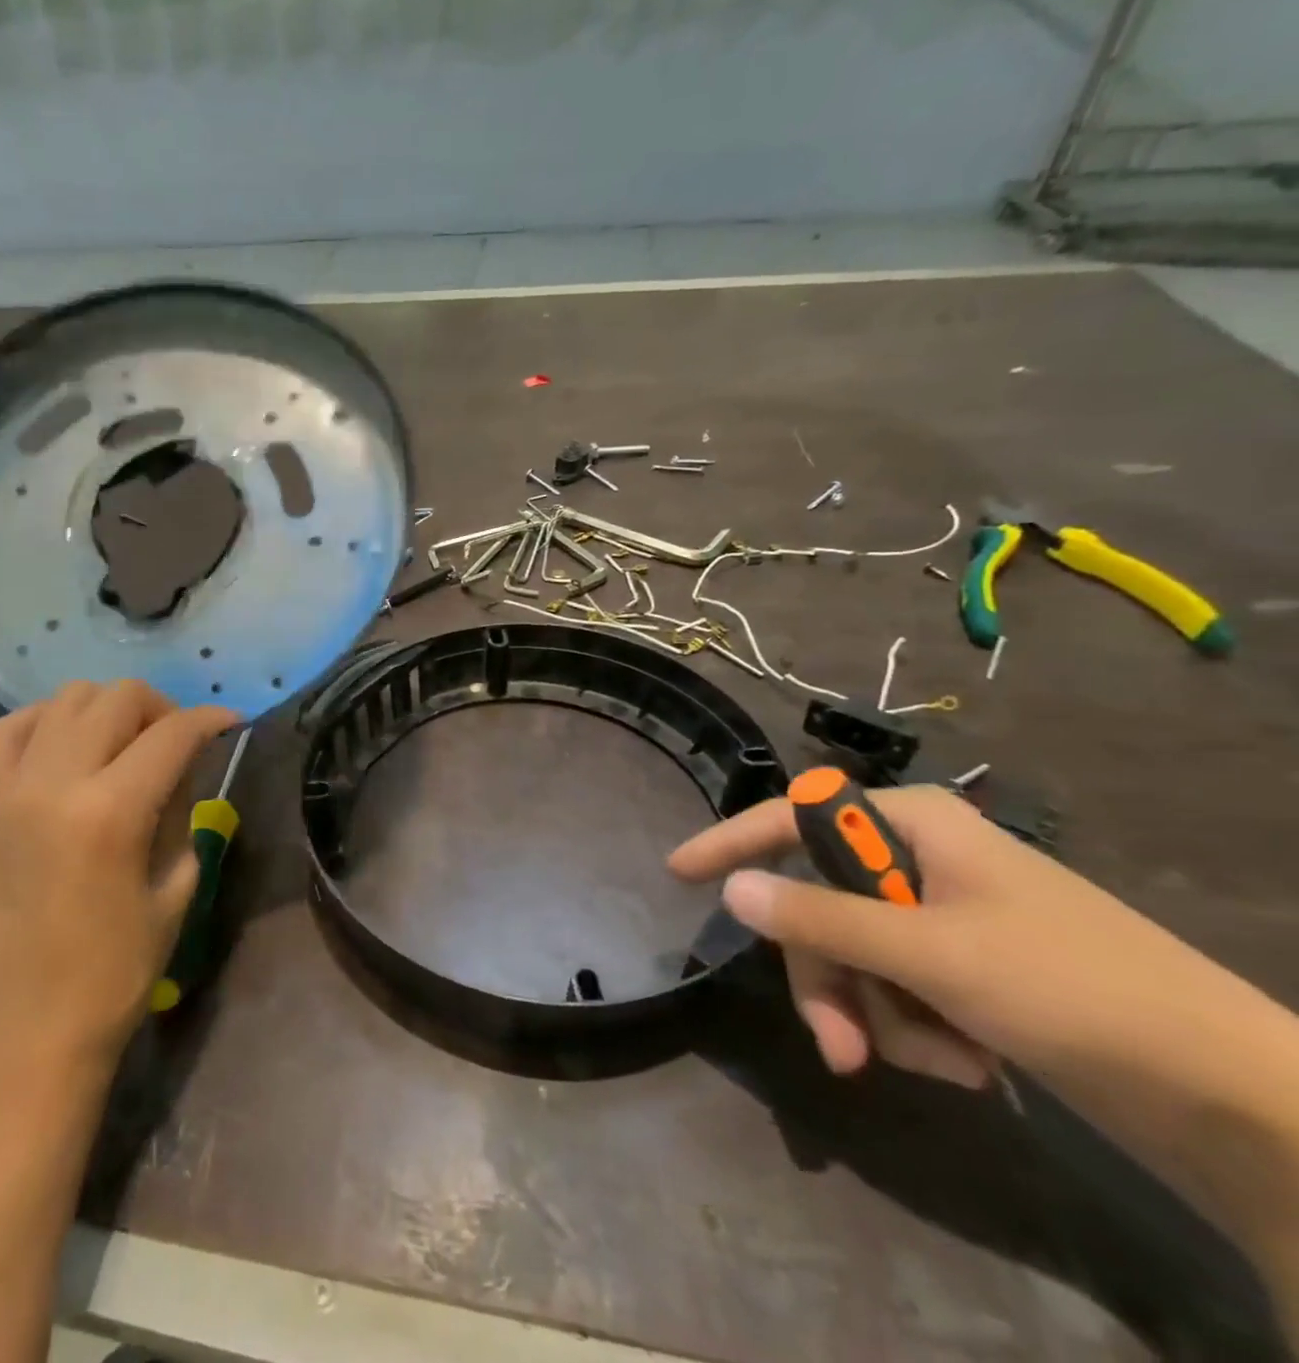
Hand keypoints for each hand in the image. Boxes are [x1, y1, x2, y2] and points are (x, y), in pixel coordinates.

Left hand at [0, 680, 236, 1079]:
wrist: (31, 1022)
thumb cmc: (118, 967)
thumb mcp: (177, 885)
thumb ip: (183, 809)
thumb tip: (185, 762)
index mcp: (112, 813)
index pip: (172, 734)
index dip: (210, 719)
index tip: (230, 722)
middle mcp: (56, 784)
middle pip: (118, 697)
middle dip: (163, 707)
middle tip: (178, 740)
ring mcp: (10, 788)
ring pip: (67, 698)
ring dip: (109, 708)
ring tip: (126, 741)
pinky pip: (12, 727)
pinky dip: (50, 721)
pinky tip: (71, 746)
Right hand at [669, 785, 1263, 1096]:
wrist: (1237, 1098)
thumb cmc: (1075, 992)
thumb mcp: (931, 954)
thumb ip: (820, 919)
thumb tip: (731, 889)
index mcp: (913, 824)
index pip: (792, 818)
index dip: (732, 843)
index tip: (679, 872)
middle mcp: (920, 858)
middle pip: (820, 905)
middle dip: (828, 980)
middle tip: (840, 1048)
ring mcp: (943, 915)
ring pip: (854, 955)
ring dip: (876, 1016)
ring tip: (937, 1066)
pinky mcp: (967, 968)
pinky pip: (895, 986)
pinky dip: (914, 1030)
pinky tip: (965, 1066)